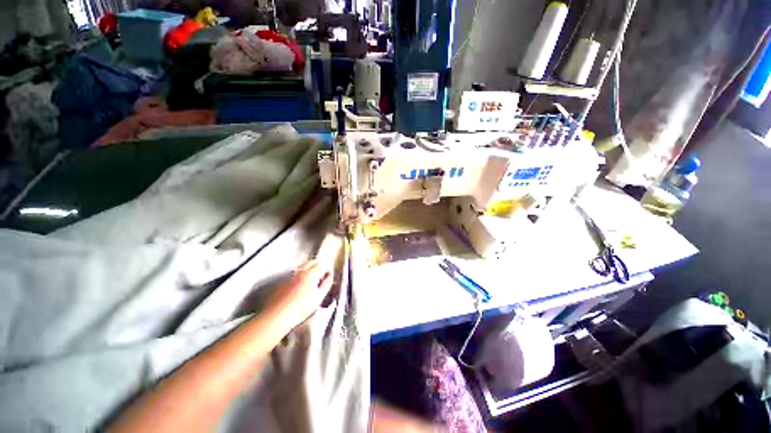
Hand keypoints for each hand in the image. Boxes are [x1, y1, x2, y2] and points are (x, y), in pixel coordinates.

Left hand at [262, 260, 333, 334]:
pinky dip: (299, 276)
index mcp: (310, 274)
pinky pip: (293, 275)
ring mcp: (289, 277)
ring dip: (307, 269)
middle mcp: (299, 272)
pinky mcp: (281, 283)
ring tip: (310, 279)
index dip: (326, 268)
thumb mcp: (318, 297)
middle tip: (320, 273)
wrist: (276, 317)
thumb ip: (326, 285)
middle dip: (317, 265)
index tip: (328, 274)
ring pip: (301, 268)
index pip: (321, 265)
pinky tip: (299, 286)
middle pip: (310, 262)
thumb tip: (329, 276)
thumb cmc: (301, 308)